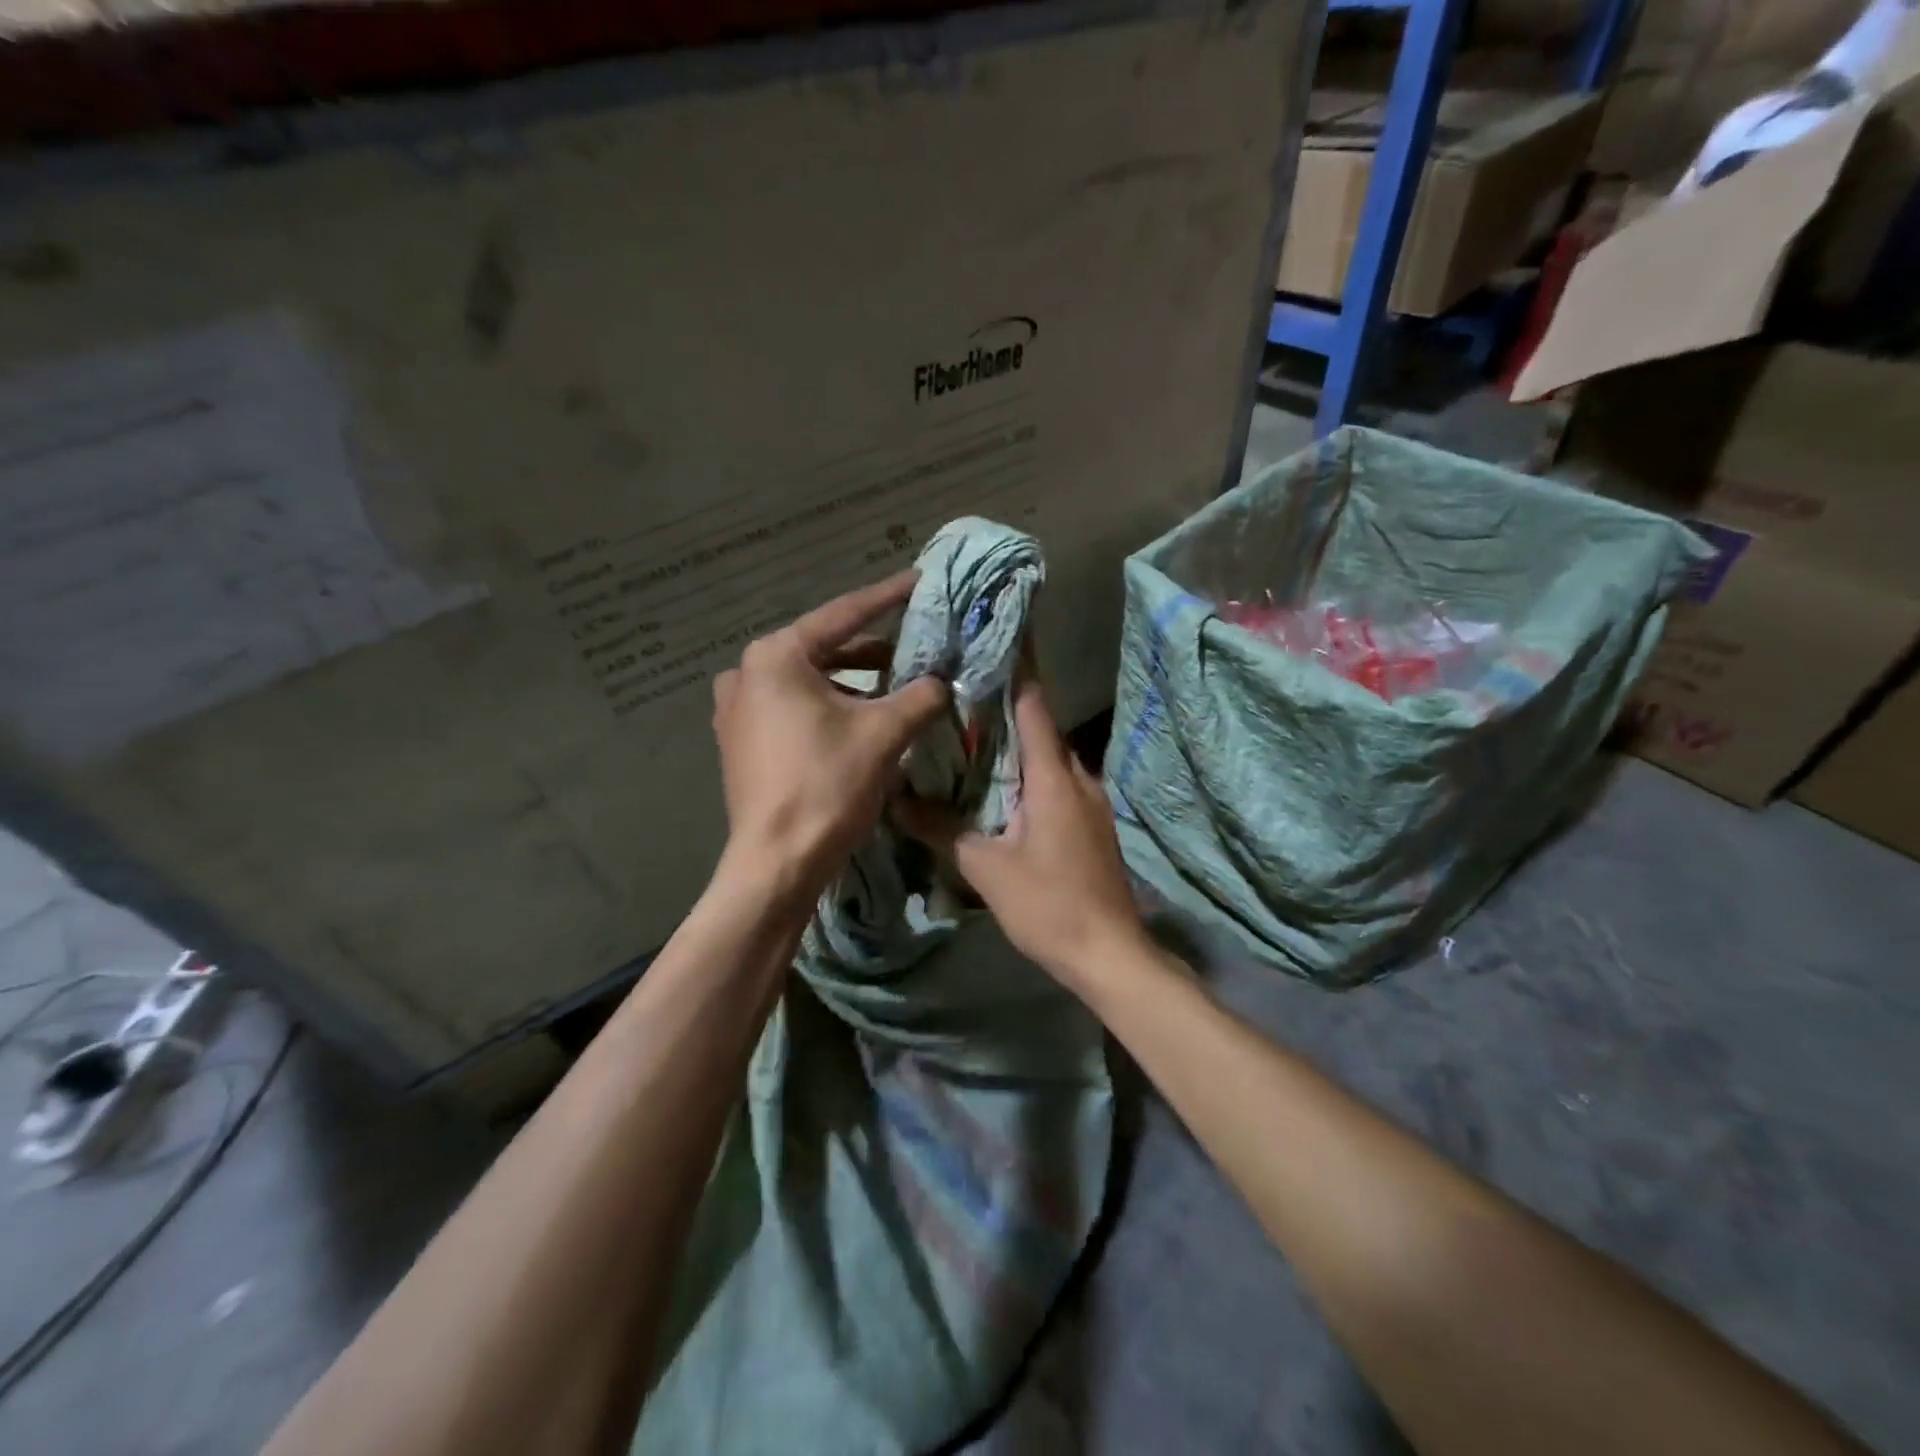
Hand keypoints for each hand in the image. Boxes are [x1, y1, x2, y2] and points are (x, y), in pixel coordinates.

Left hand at [711, 572, 948, 908]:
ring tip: (894, 686)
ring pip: (807, 682)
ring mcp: (737, 709)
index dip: (888, 598)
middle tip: (913, 644)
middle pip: (822, 649)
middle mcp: (747, 673)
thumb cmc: (827, 785)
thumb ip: (920, 695)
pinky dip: (828, 707)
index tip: (919, 580)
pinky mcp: (740, 741)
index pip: (844, 615)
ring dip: (852, 683)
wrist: (777, 862)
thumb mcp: (884, 734)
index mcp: (776, 656)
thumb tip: (943, 680)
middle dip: (871, 650)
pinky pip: (791, 709)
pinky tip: (859, 720)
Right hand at [896, 678, 1145, 988]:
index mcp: (1054, 776)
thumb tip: (896, 799)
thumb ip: (942, 828)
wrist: (1110, 954)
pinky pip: (1057, 784)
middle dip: (1006, 706)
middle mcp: (1078, 777)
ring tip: (971, 735)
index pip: (1034, 705)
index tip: (999, 633)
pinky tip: (1000, 788)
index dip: (1018, 667)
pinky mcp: (1092, 825)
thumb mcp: (986, 867)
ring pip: (1049, 759)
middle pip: (1040, 728)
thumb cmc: (1049, 905)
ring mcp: (1091, 802)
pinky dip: (1029, 774)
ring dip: (1016, 744)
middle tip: (963, 688)